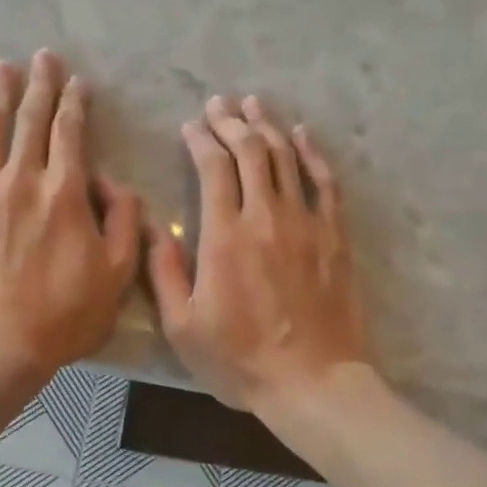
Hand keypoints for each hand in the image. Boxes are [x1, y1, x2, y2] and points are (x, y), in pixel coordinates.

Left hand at [0, 51, 142, 389]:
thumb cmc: (64, 316)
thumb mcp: (118, 275)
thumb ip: (126, 222)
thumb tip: (114, 185)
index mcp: (65, 193)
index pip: (70, 133)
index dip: (74, 104)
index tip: (77, 82)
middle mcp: (22, 178)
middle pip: (30, 120)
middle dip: (39, 85)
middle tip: (42, 57)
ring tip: (3, 67)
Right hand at [147, 94, 368, 414]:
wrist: (312, 382)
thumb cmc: (240, 361)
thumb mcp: (183, 327)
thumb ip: (165, 274)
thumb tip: (152, 230)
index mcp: (224, 237)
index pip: (213, 168)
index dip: (201, 139)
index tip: (191, 126)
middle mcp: (266, 217)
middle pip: (250, 152)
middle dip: (231, 122)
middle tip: (219, 105)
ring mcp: (306, 224)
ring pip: (286, 159)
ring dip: (267, 127)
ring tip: (253, 105)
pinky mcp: (335, 237)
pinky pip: (325, 183)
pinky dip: (313, 154)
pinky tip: (302, 135)